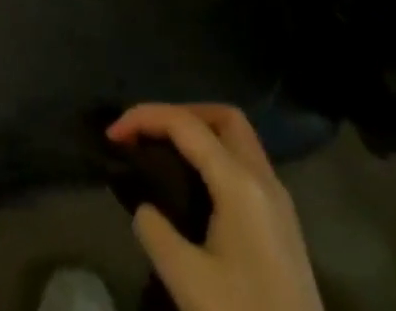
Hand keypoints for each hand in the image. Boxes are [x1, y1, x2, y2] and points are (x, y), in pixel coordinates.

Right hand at [107, 104, 322, 310]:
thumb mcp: (188, 281)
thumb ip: (155, 231)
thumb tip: (147, 210)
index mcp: (240, 183)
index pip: (185, 124)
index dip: (143, 118)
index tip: (112, 135)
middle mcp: (264, 180)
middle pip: (222, 117)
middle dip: (180, 114)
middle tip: (148, 135)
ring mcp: (279, 203)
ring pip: (238, 140)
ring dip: (200, 134)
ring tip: (165, 155)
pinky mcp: (283, 225)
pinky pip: (246, 165)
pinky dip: (216, 157)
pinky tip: (195, 187)